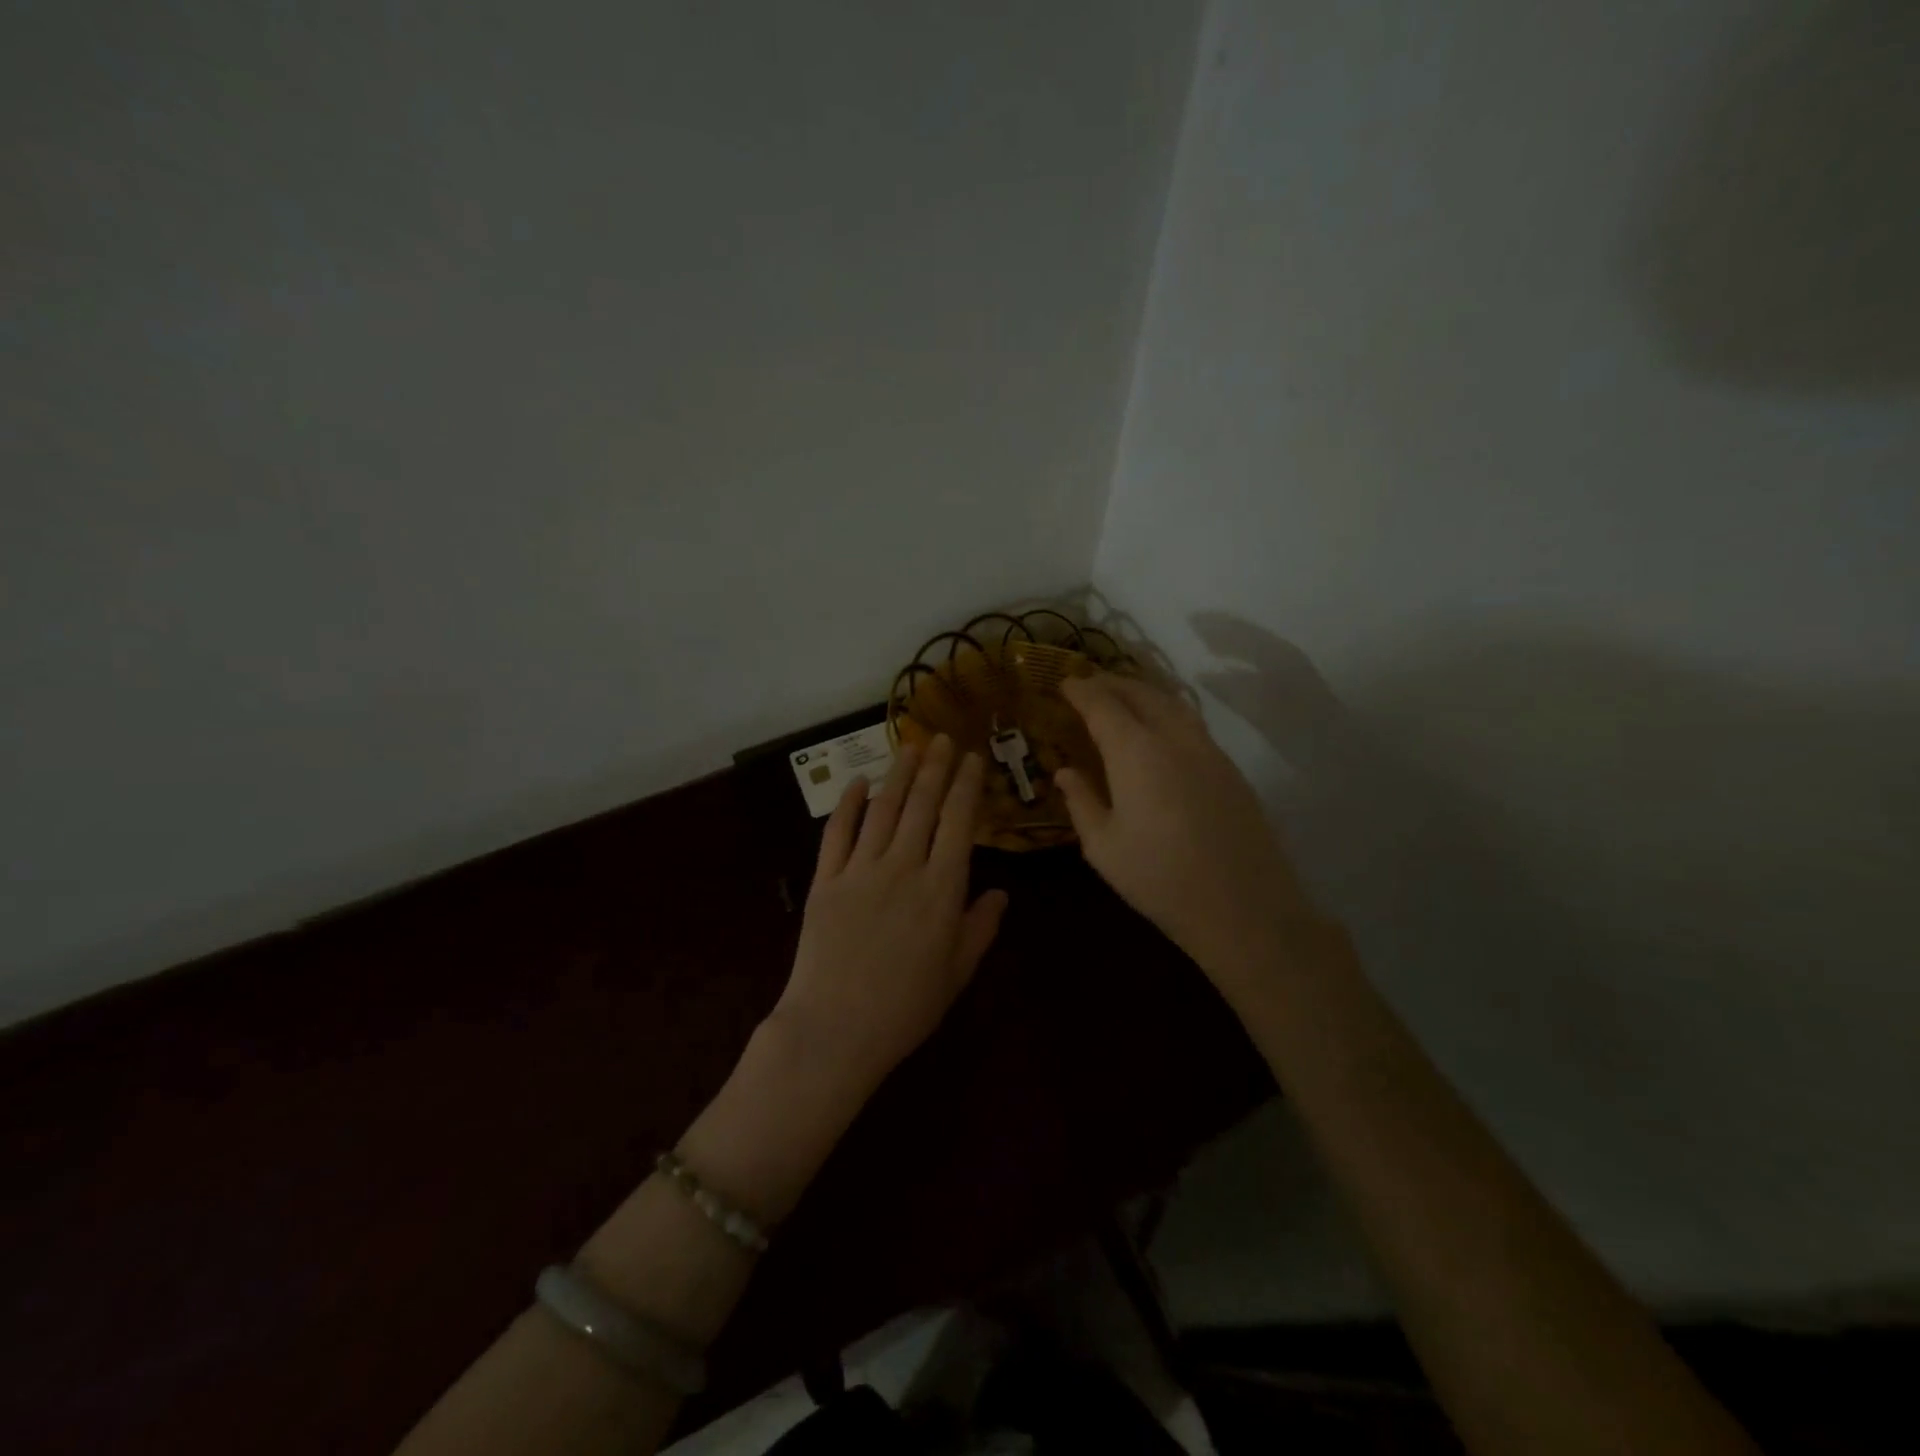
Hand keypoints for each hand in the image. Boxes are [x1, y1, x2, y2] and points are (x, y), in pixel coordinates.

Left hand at [769, 734, 1007, 1093]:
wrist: (835, 1030)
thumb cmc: (905, 1008)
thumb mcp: (957, 973)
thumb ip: (980, 928)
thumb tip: (1001, 893)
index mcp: (941, 889)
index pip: (959, 822)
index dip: (966, 786)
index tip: (972, 759)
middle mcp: (903, 867)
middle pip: (922, 805)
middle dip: (936, 768)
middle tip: (943, 738)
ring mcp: (860, 870)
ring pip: (883, 809)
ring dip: (898, 775)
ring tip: (910, 748)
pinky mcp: (826, 880)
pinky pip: (837, 833)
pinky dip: (847, 804)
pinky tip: (857, 783)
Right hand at [1056, 673, 1322, 989]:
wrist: (1244, 909)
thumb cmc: (1160, 879)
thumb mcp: (1103, 847)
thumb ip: (1081, 801)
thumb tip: (1065, 772)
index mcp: (1136, 752)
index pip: (1102, 704)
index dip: (1081, 690)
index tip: (1063, 683)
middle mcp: (1174, 738)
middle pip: (1140, 693)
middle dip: (1111, 683)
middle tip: (1088, 685)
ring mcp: (1209, 750)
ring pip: (1172, 703)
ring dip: (1142, 692)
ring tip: (1121, 698)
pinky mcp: (1230, 768)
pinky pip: (1191, 723)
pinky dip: (1166, 711)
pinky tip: (1158, 730)